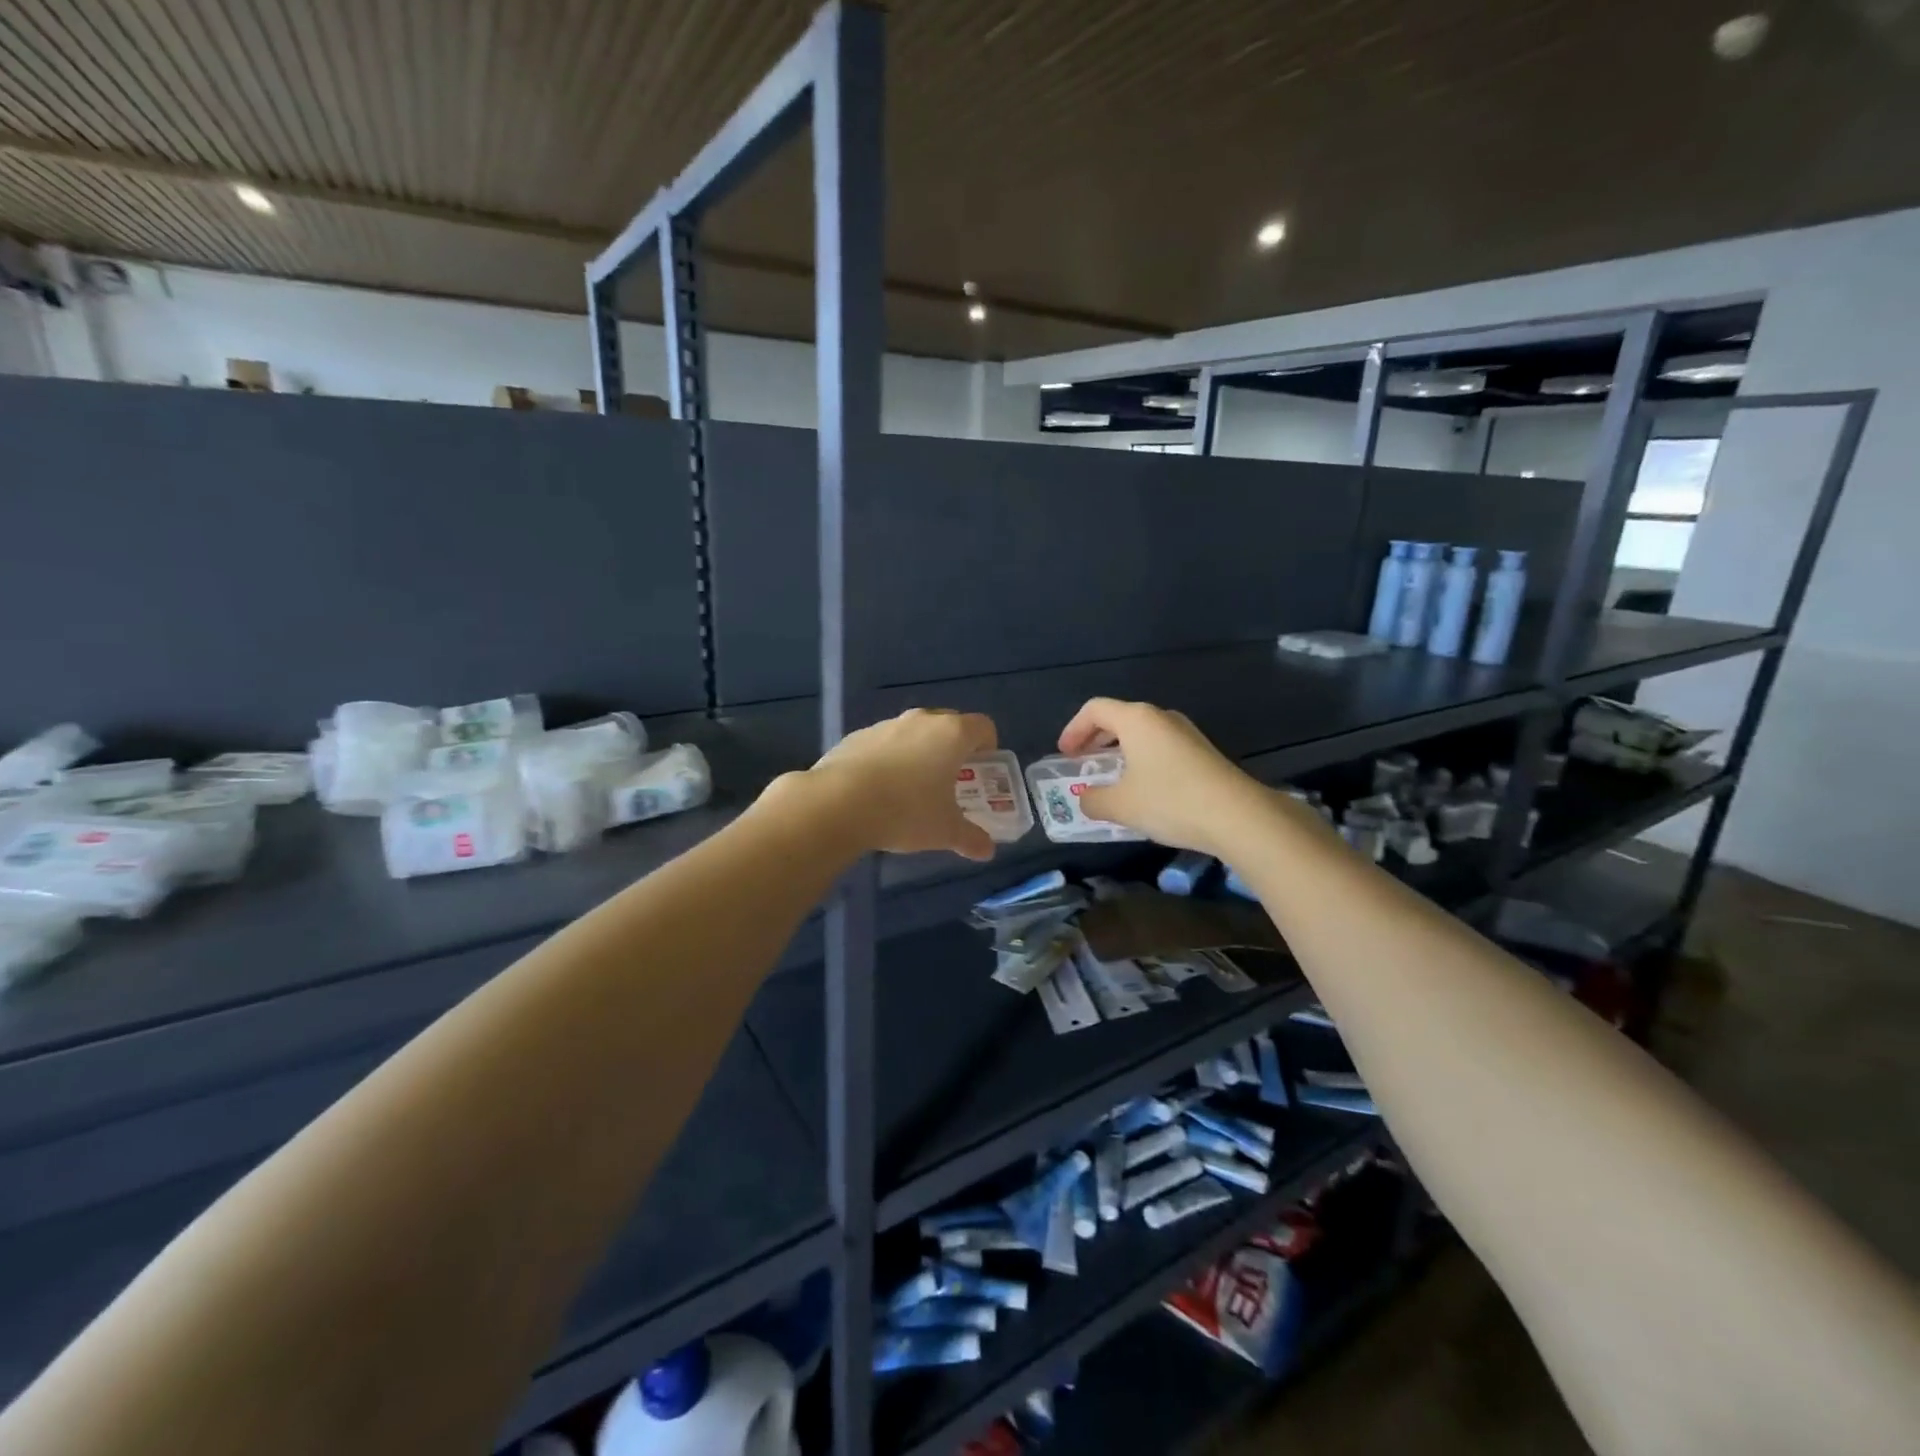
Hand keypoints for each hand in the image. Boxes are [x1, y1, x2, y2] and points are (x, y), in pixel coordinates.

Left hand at [804, 708, 999, 860]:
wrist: (839, 803)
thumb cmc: (906, 811)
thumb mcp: (945, 832)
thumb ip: (971, 838)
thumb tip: (987, 851)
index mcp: (952, 734)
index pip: (983, 727)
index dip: (988, 747)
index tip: (982, 770)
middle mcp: (921, 720)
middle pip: (948, 725)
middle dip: (954, 749)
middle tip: (951, 781)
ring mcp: (886, 725)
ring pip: (913, 733)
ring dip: (919, 753)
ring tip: (912, 789)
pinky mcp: (856, 736)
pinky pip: (883, 744)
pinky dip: (888, 760)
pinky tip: (878, 791)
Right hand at [1056, 697, 1264, 857]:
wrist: (1237, 816)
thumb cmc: (1169, 800)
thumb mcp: (1120, 805)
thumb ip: (1093, 799)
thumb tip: (1085, 798)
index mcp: (1137, 719)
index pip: (1095, 709)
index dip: (1073, 729)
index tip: (1065, 754)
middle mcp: (1161, 717)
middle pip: (1119, 718)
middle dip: (1095, 738)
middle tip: (1083, 762)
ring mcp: (1186, 733)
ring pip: (1142, 733)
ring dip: (1120, 751)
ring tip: (1111, 777)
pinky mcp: (1203, 752)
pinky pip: (1161, 747)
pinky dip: (1142, 760)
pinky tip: (1143, 789)